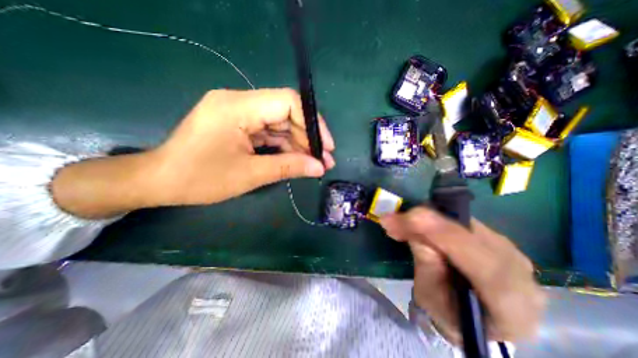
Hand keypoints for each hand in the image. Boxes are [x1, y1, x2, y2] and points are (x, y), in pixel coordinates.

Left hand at [51, 87, 335, 217]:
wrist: (161, 181)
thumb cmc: (200, 179)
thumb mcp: (250, 174)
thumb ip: (288, 167)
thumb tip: (319, 167)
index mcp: (238, 107)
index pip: (287, 102)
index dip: (312, 122)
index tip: (326, 146)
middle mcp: (240, 102)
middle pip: (286, 114)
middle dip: (308, 138)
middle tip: (324, 161)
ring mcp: (240, 114)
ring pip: (280, 125)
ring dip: (299, 144)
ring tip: (316, 164)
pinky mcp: (239, 125)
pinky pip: (270, 133)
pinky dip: (285, 147)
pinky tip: (298, 160)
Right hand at [381, 209, 545, 344]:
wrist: (480, 314)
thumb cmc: (451, 314)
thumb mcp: (431, 298)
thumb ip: (427, 266)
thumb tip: (414, 232)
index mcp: (509, 302)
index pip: (474, 257)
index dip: (432, 231)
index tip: (395, 221)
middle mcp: (516, 269)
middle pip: (466, 233)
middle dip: (422, 222)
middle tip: (391, 221)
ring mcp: (506, 247)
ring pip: (460, 221)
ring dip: (424, 219)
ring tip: (400, 225)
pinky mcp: (492, 234)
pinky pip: (458, 219)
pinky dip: (432, 219)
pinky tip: (416, 225)